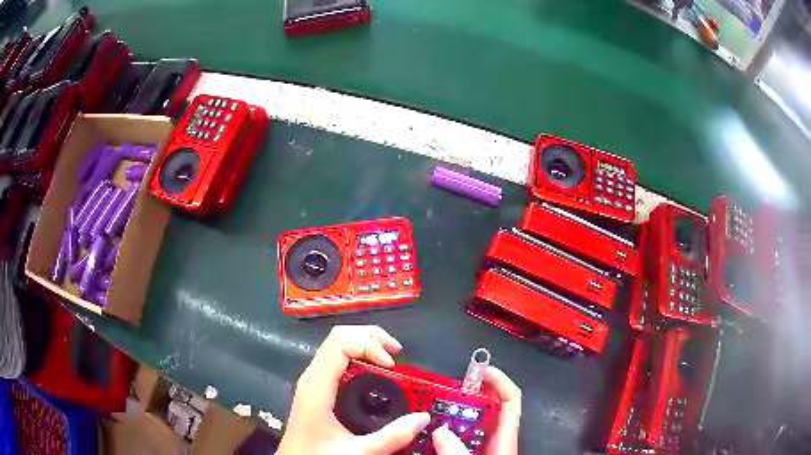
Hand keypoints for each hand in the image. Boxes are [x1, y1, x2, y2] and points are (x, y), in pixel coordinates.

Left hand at [277, 325, 430, 454]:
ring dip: (365, 344)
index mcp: (316, 386)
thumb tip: (423, 417)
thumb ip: (391, 437)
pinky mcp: (317, 388)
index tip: (392, 365)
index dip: (369, 344)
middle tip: (397, 353)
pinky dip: (359, 356)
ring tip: (390, 359)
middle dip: (371, 337)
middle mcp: (312, 376)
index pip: (340, 342)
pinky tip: (375, 372)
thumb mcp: (357, 451)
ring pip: (337, 345)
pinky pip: (338, 359)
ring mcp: (313, 381)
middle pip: (339, 336)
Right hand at [431, 367, 520, 454]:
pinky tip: (434, 436)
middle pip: (489, 408)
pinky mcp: (476, 453)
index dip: (499, 380)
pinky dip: (452, 432)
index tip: (480, 370)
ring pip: (475, 424)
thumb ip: (457, 450)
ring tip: (436, 410)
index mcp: (506, 437)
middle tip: (448, 390)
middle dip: (470, 396)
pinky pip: (464, 438)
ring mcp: (487, 448)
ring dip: (458, 415)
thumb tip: (440, 431)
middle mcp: (498, 440)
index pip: (511, 398)